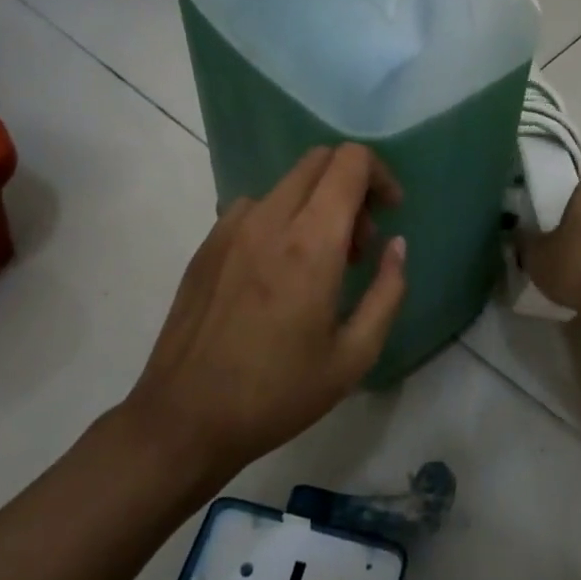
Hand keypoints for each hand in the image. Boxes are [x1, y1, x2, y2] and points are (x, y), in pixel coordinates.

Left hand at [127, 145, 406, 484]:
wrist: (184, 419)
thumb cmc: (278, 393)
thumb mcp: (354, 356)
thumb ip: (387, 291)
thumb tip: (396, 245)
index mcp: (311, 243)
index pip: (350, 162)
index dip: (380, 174)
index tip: (390, 212)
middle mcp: (269, 220)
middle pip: (319, 160)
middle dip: (352, 186)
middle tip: (359, 241)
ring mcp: (230, 228)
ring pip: (288, 183)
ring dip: (317, 203)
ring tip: (319, 261)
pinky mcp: (207, 244)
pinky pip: (255, 207)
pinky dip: (282, 218)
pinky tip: (278, 271)